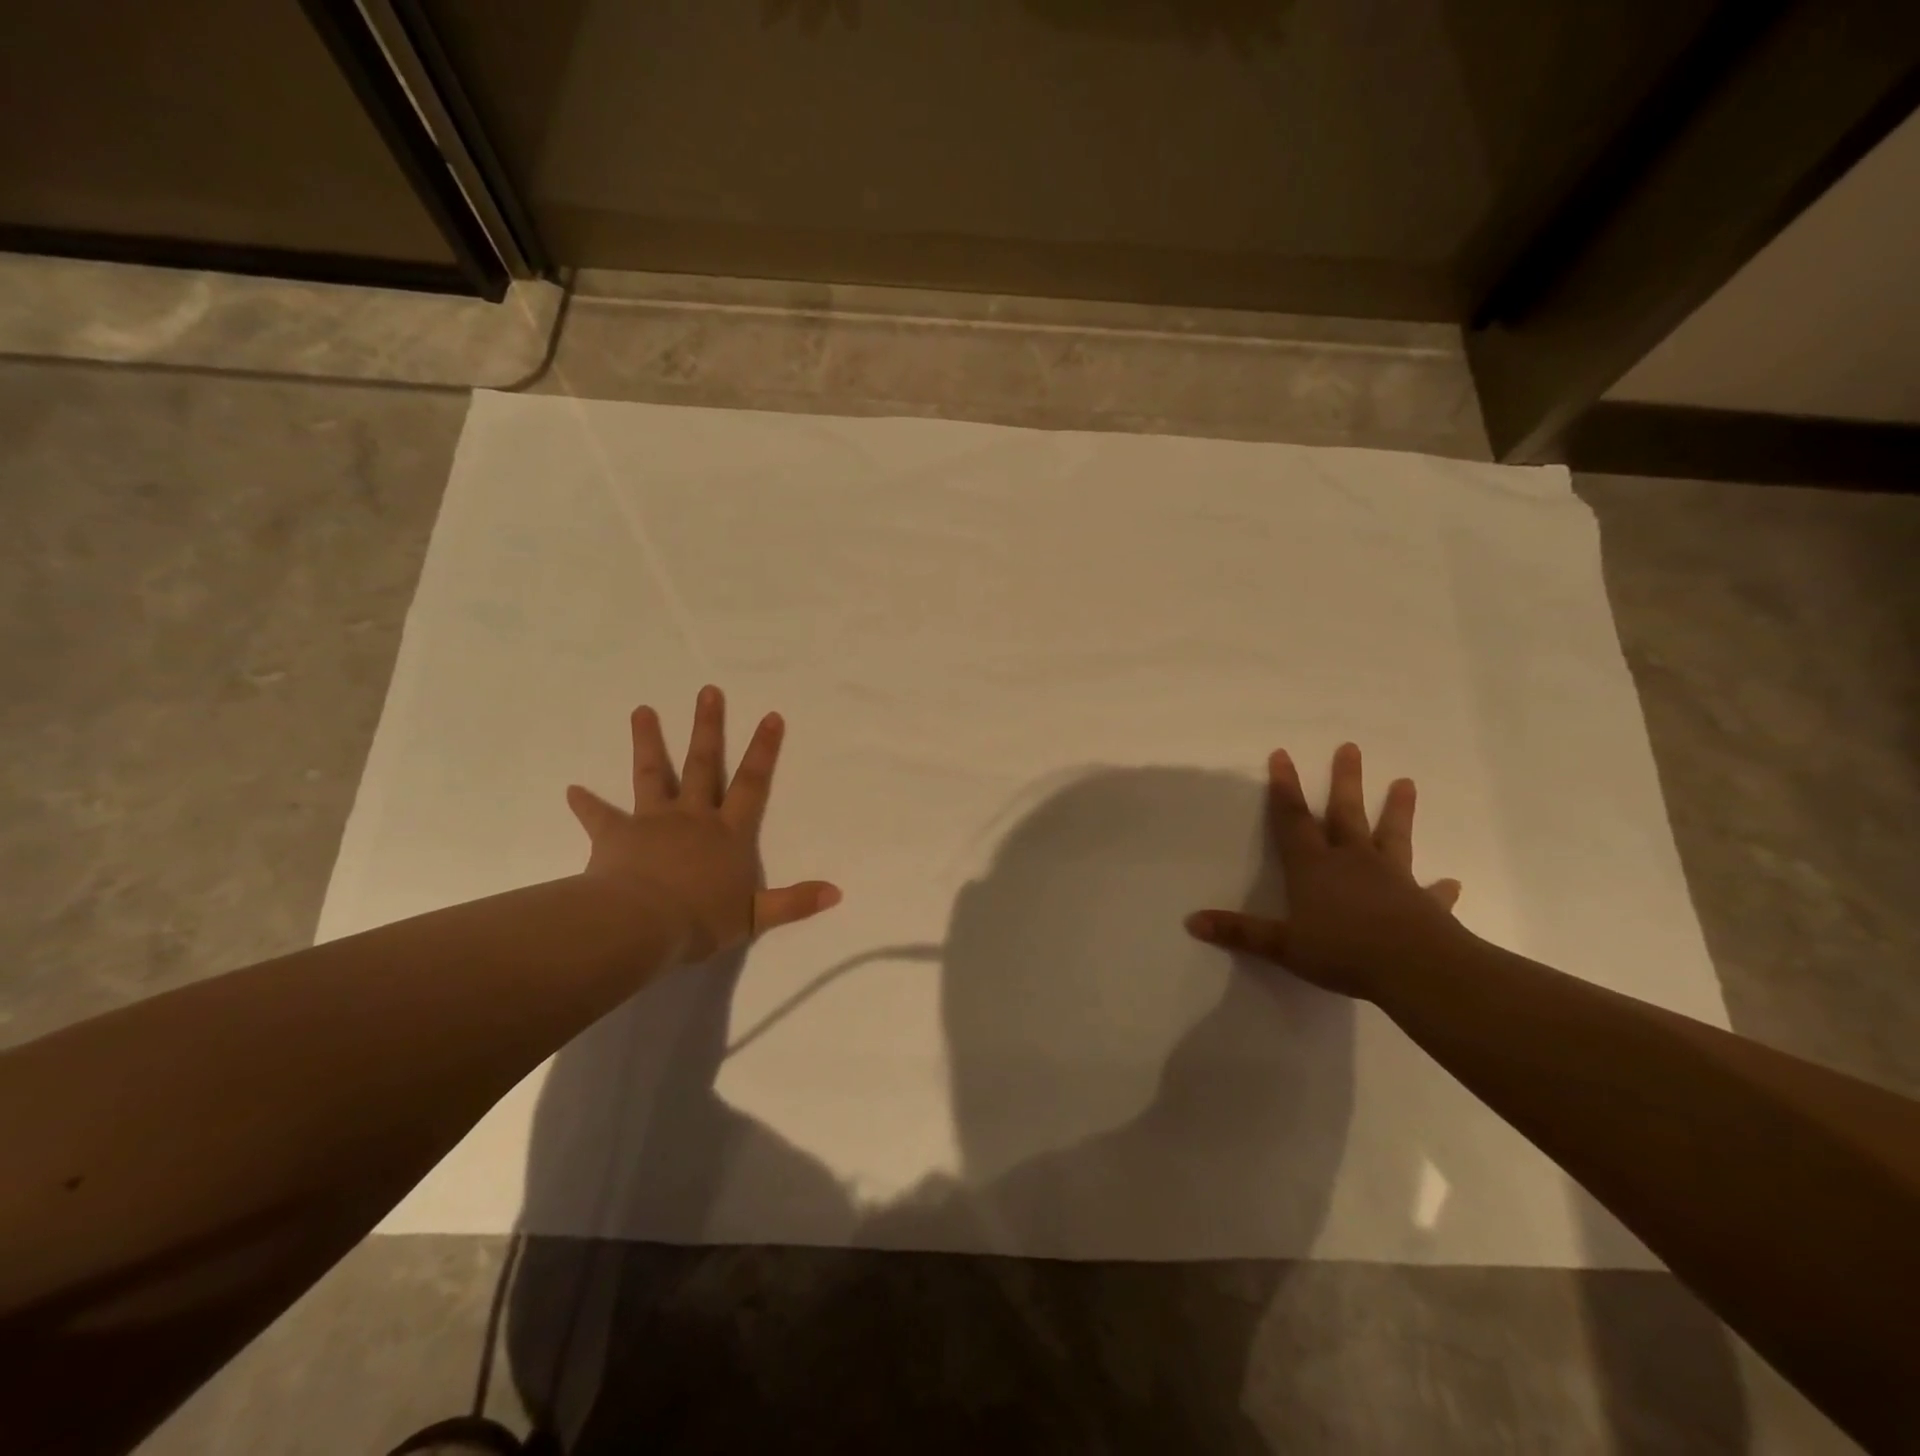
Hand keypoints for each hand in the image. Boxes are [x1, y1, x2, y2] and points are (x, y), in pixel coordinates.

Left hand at [565, 686, 841, 964]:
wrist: (642, 926)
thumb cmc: (701, 920)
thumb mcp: (755, 917)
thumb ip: (794, 902)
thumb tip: (837, 893)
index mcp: (728, 833)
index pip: (751, 784)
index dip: (763, 751)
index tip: (770, 716)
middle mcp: (692, 817)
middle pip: (702, 764)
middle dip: (708, 727)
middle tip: (708, 691)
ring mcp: (652, 821)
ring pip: (652, 774)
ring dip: (648, 741)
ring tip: (642, 710)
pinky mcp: (616, 835)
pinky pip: (599, 816)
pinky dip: (585, 803)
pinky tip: (571, 789)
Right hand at [1185, 743, 1462, 999]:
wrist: (1415, 969)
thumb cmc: (1342, 952)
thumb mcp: (1282, 945)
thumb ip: (1240, 932)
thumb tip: (1191, 922)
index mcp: (1314, 867)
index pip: (1293, 819)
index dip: (1285, 787)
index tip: (1282, 754)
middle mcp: (1352, 862)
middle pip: (1345, 814)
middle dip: (1345, 781)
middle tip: (1350, 747)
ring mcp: (1392, 879)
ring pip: (1392, 836)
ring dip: (1398, 811)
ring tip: (1407, 783)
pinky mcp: (1423, 904)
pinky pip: (1431, 892)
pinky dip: (1439, 888)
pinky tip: (1450, 883)